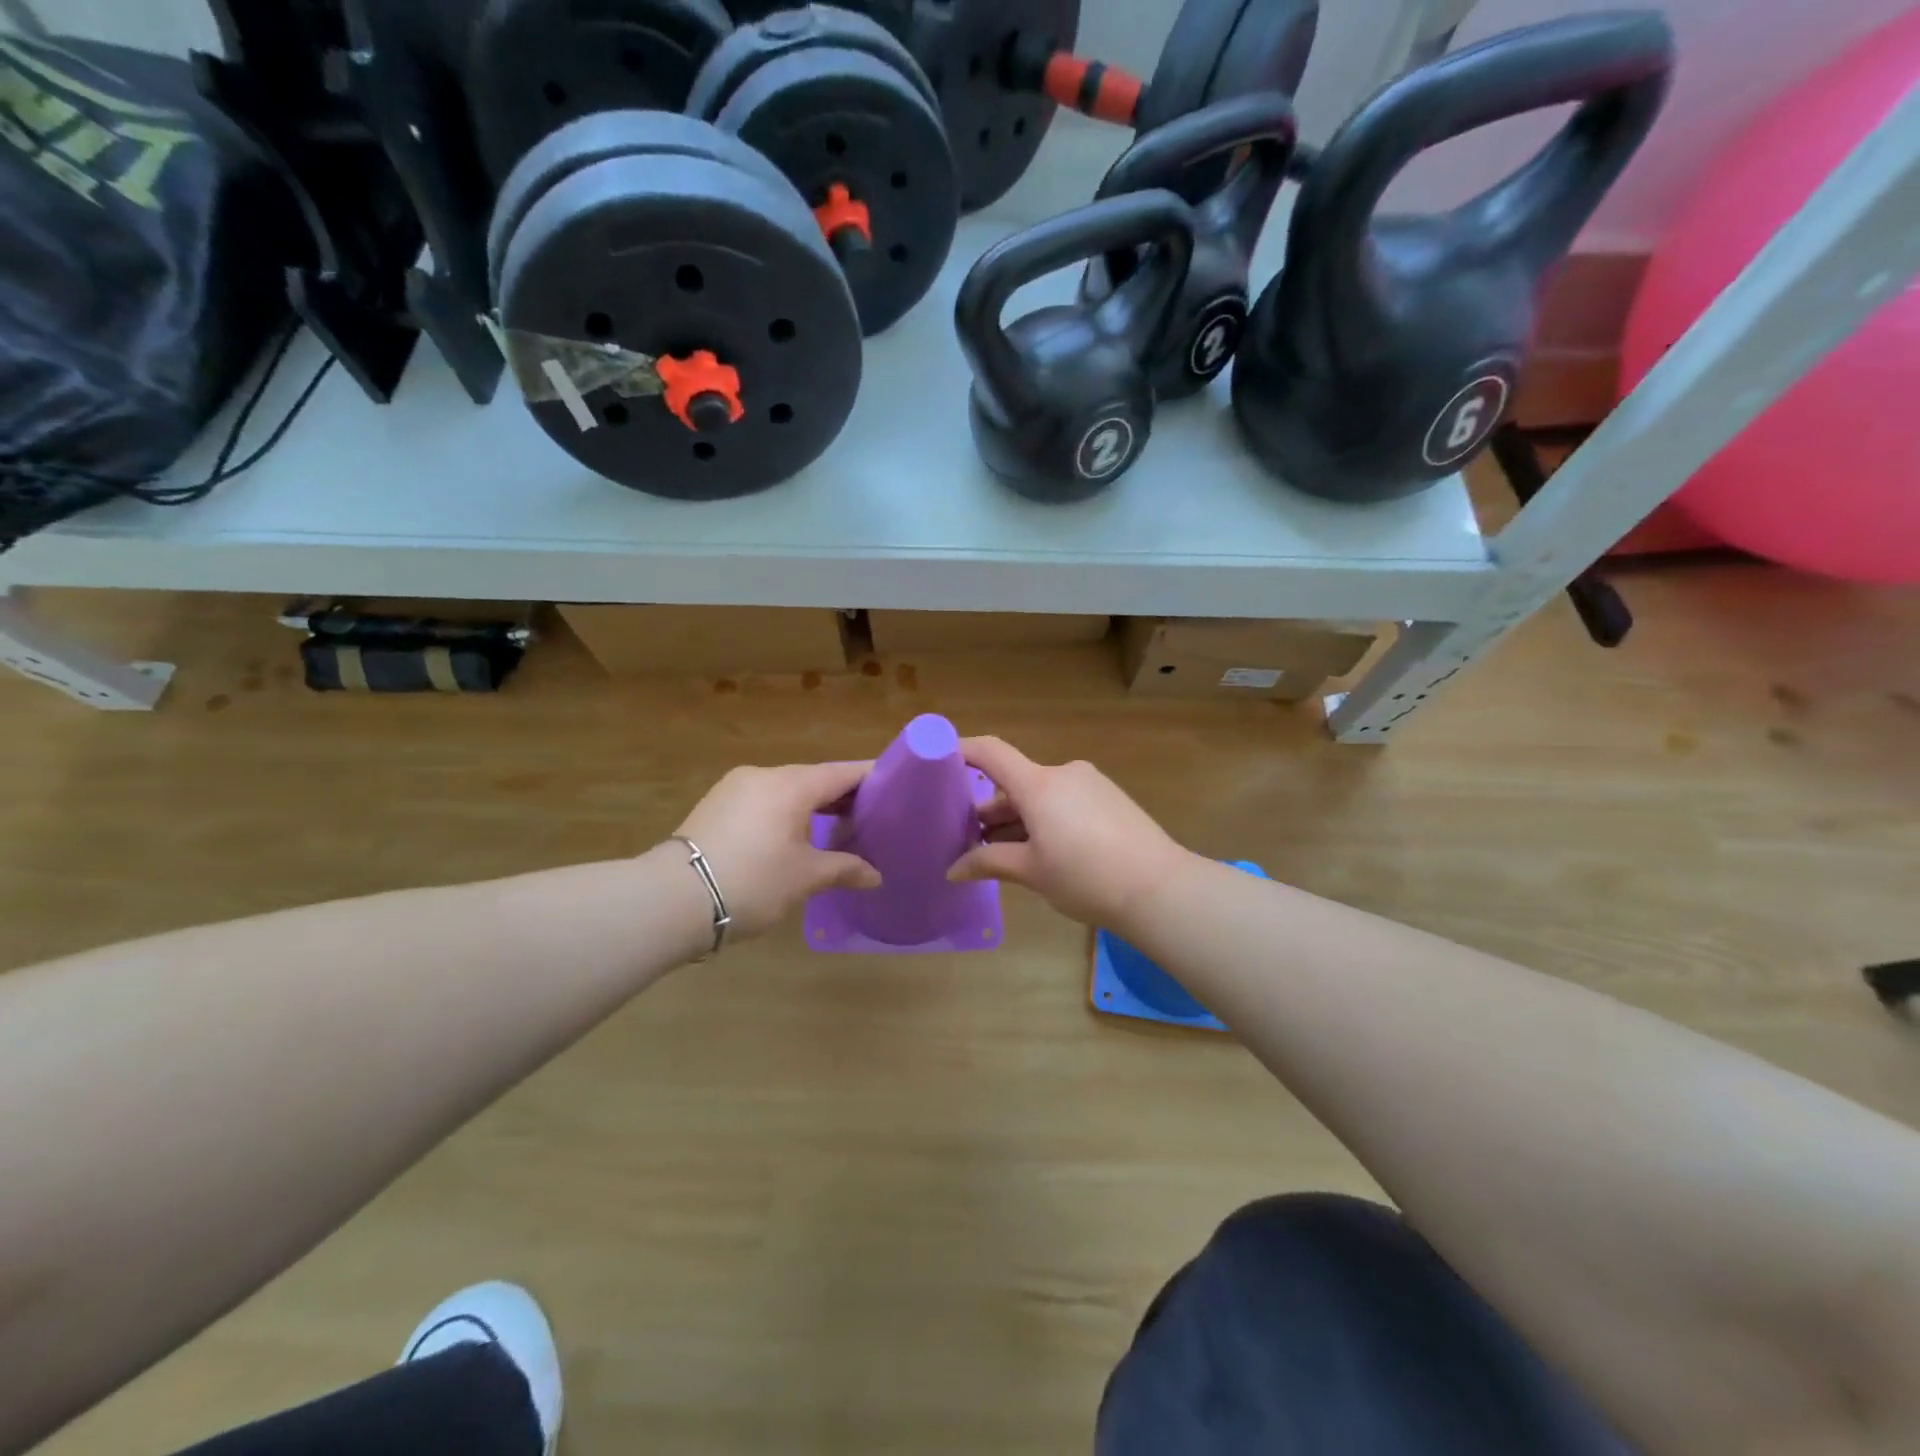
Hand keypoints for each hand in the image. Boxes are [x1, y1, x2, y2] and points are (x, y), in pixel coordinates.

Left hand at [672, 762, 880, 940]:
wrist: (672, 899)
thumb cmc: (752, 881)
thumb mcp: (805, 877)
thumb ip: (844, 869)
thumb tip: (875, 875)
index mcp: (791, 784)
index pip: (842, 773)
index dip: (871, 778)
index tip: (896, 785)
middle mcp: (763, 775)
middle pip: (814, 779)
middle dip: (843, 796)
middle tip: (872, 815)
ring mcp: (735, 788)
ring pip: (786, 790)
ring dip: (812, 806)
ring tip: (837, 828)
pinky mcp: (716, 805)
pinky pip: (763, 801)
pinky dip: (785, 812)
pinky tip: (795, 836)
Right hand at [947, 737, 1188, 928]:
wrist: (1160, 889)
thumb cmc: (1086, 877)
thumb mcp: (1032, 872)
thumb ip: (989, 863)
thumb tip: (952, 869)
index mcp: (1039, 784)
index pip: (991, 752)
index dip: (962, 750)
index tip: (937, 761)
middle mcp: (1063, 774)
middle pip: (1015, 782)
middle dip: (990, 809)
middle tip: (968, 841)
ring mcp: (1090, 784)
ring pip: (1040, 795)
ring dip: (1018, 819)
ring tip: (1001, 854)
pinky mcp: (1109, 798)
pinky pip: (1064, 802)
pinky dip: (1044, 819)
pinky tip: (1040, 852)